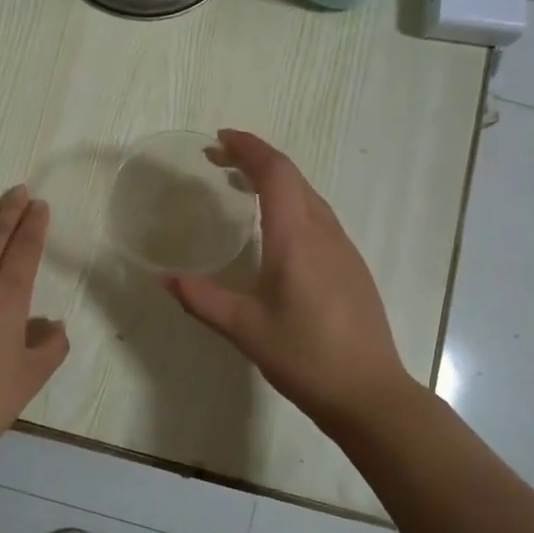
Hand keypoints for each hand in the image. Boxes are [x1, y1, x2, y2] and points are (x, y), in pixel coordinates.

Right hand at [164, 131, 416, 431]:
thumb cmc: (305, 357)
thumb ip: (201, 299)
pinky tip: (275, 228)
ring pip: (308, 195)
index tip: (219, 139)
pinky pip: (318, 215)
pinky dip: (291, 202)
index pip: (275, 172)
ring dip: (275, 180)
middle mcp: (324, 232)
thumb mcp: (244, 328)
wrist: (369, 393)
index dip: (248, 147)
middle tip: (219, 160)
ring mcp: (343, 248)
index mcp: (296, 238)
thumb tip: (163, 279)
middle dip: (255, 158)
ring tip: (241, 186)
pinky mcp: (351, 265)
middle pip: (292, 176)